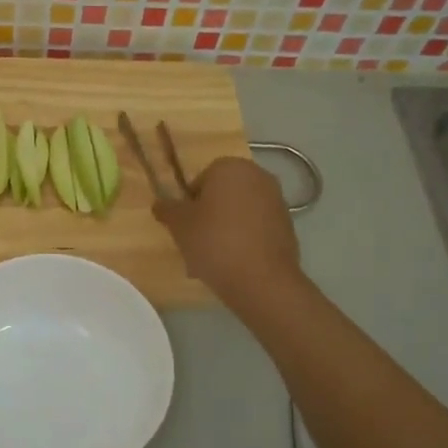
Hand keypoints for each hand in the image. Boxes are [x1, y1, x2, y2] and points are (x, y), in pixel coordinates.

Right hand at [153, 157, 300, 305]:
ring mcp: (277, 201)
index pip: (201, 179)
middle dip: (210, 214)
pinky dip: (245, 240)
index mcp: (230, 167)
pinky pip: (257, 228)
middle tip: (196, 240)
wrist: (261, 279)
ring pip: (240, 212)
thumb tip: (160, 204)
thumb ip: (167, 209)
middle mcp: (258, 176)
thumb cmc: (214, 242)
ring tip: (214, 257)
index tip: (185, 225)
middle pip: (223, 194)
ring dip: (226, 228)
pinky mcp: (288, 226)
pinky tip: (234, 263)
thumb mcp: (179, 225)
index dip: (189, 202)